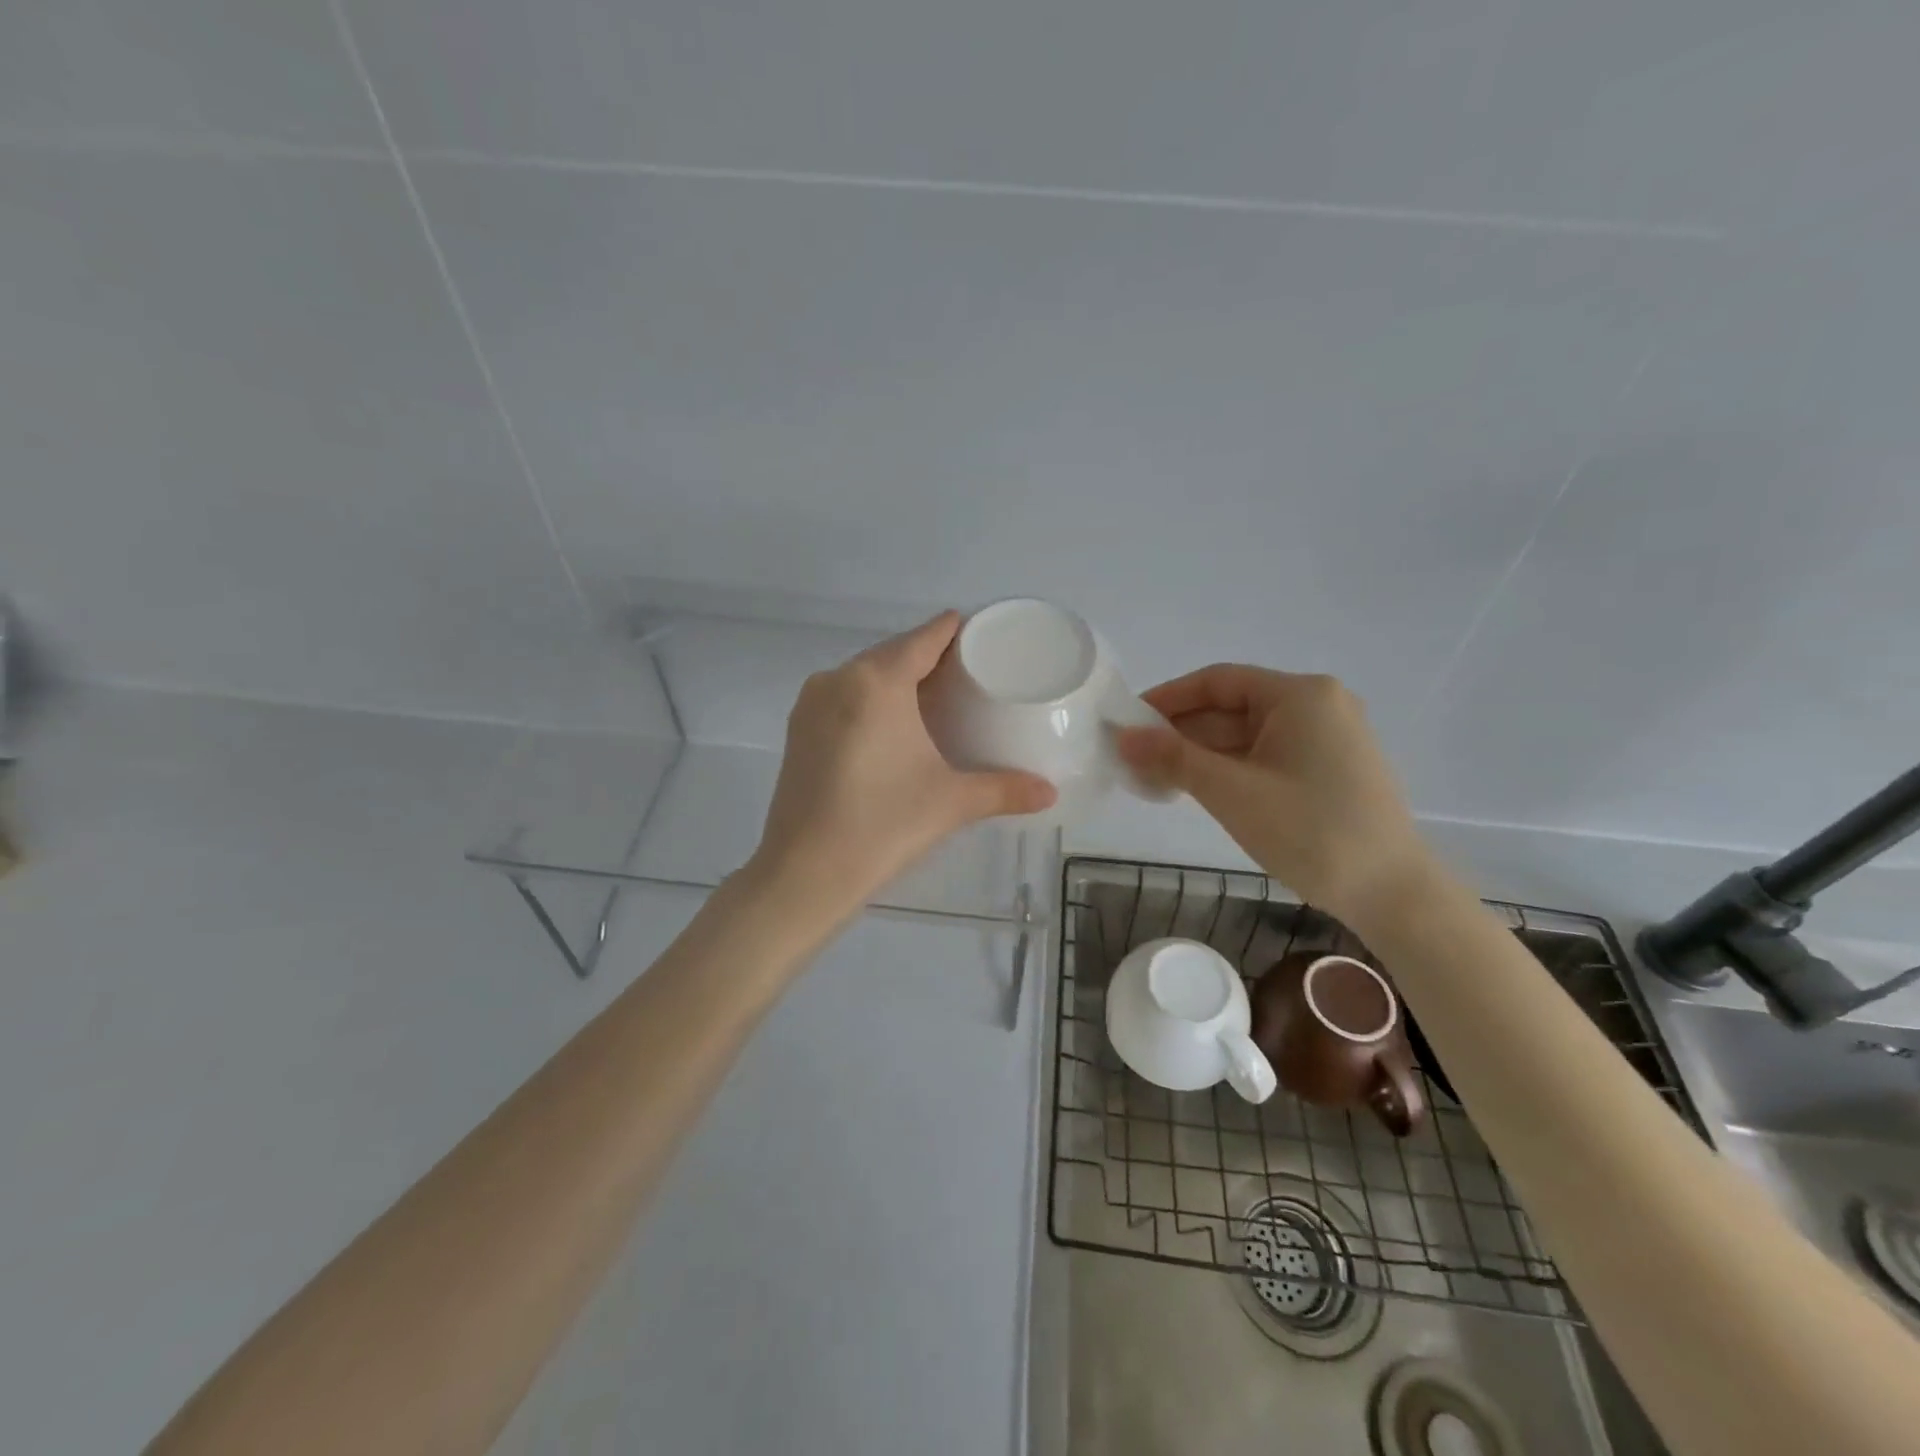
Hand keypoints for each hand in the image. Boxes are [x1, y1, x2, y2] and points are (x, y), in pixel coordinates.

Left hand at [747, 612, 1056, 924]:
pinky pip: (842, 697)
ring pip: (864, 675)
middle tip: (967, 675)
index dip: (954, 631)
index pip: (924, 638)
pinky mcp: (797, 730)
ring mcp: (811, 703)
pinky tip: (890, 726)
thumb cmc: (884, 825)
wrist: (804, 873)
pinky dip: (869, 700)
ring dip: (896, 679)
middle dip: (928, 657)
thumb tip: (1050, 793)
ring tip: (933, 699)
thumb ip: (1004, 790)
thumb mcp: (951, 802)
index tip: (981, 635)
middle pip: (893, 652)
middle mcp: (839, 678)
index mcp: (877, 681)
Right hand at [1116, 666, 1429, 921]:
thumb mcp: (1232, 792)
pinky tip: (1197, 788)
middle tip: (1134, 757)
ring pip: (1247, 734)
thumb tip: (1122, 736)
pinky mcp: (1330, 769)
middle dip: (1181, 732)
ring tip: (1155, 778)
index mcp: (1300, 695)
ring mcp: (1328, 738)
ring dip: (1202, 753)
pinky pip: (1267, 755)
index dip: (1167, 698)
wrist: (1393, 894)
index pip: (1217, 681)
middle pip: (1232, 707)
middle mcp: (1318, 705)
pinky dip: (1230, 768)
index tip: (1127, 721)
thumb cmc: (1311, 831)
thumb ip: (1173, 758)